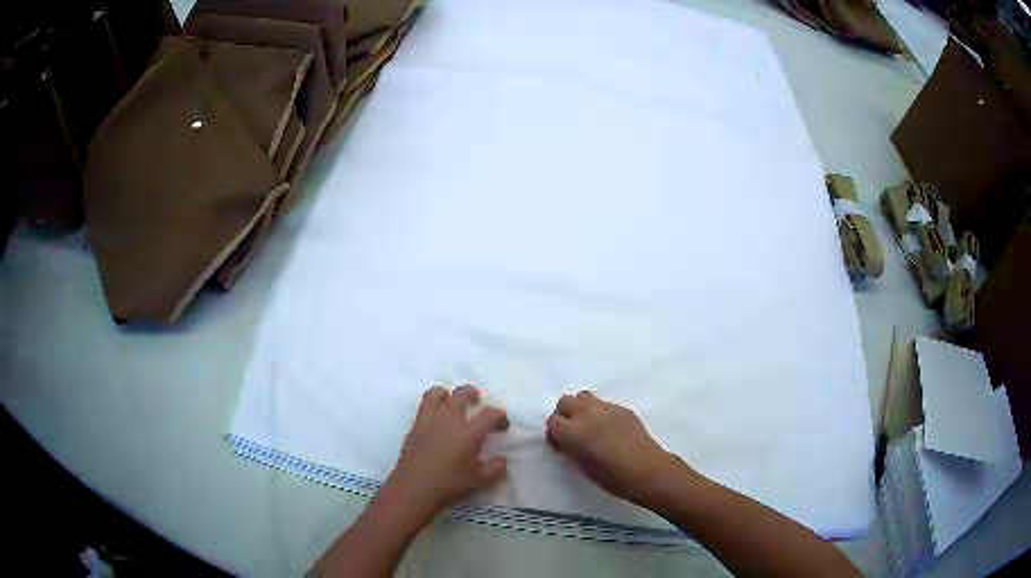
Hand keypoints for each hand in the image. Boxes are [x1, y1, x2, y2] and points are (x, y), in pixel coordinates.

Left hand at [385, 385, 509, 517]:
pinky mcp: (415, 427)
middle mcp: (449, 419)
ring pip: (437, 393)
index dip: (500, 416)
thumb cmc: (449, 484)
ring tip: (452, 403)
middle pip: (462, 393)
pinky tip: (436, 420)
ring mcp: (429, 421)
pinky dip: (432, 406)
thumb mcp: (480, 480)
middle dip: (473, 394)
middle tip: (477, 404)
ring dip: (448, 394)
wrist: (414, 488)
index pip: (490, 413)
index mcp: (469, 432)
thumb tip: (503, 459)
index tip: (503, 425)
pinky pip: (423, 406)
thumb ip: (495, 468)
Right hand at [546, 391, 688, 507]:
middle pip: (565, 401)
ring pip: (584, 396)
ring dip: (581, 408)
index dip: (554, 432)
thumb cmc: (610, 476)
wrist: (645, 470)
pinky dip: (600, 412)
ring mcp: (606, 408)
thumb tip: (566, 440)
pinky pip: (604, 403)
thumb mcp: (580, 465)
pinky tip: (609, 428)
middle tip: (572, 431)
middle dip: (564, 414)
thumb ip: (569, 447)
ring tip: (589, 425)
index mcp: (572, 431)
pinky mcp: (622, 408)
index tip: (561, 443)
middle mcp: (586, 414)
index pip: (552, 421)